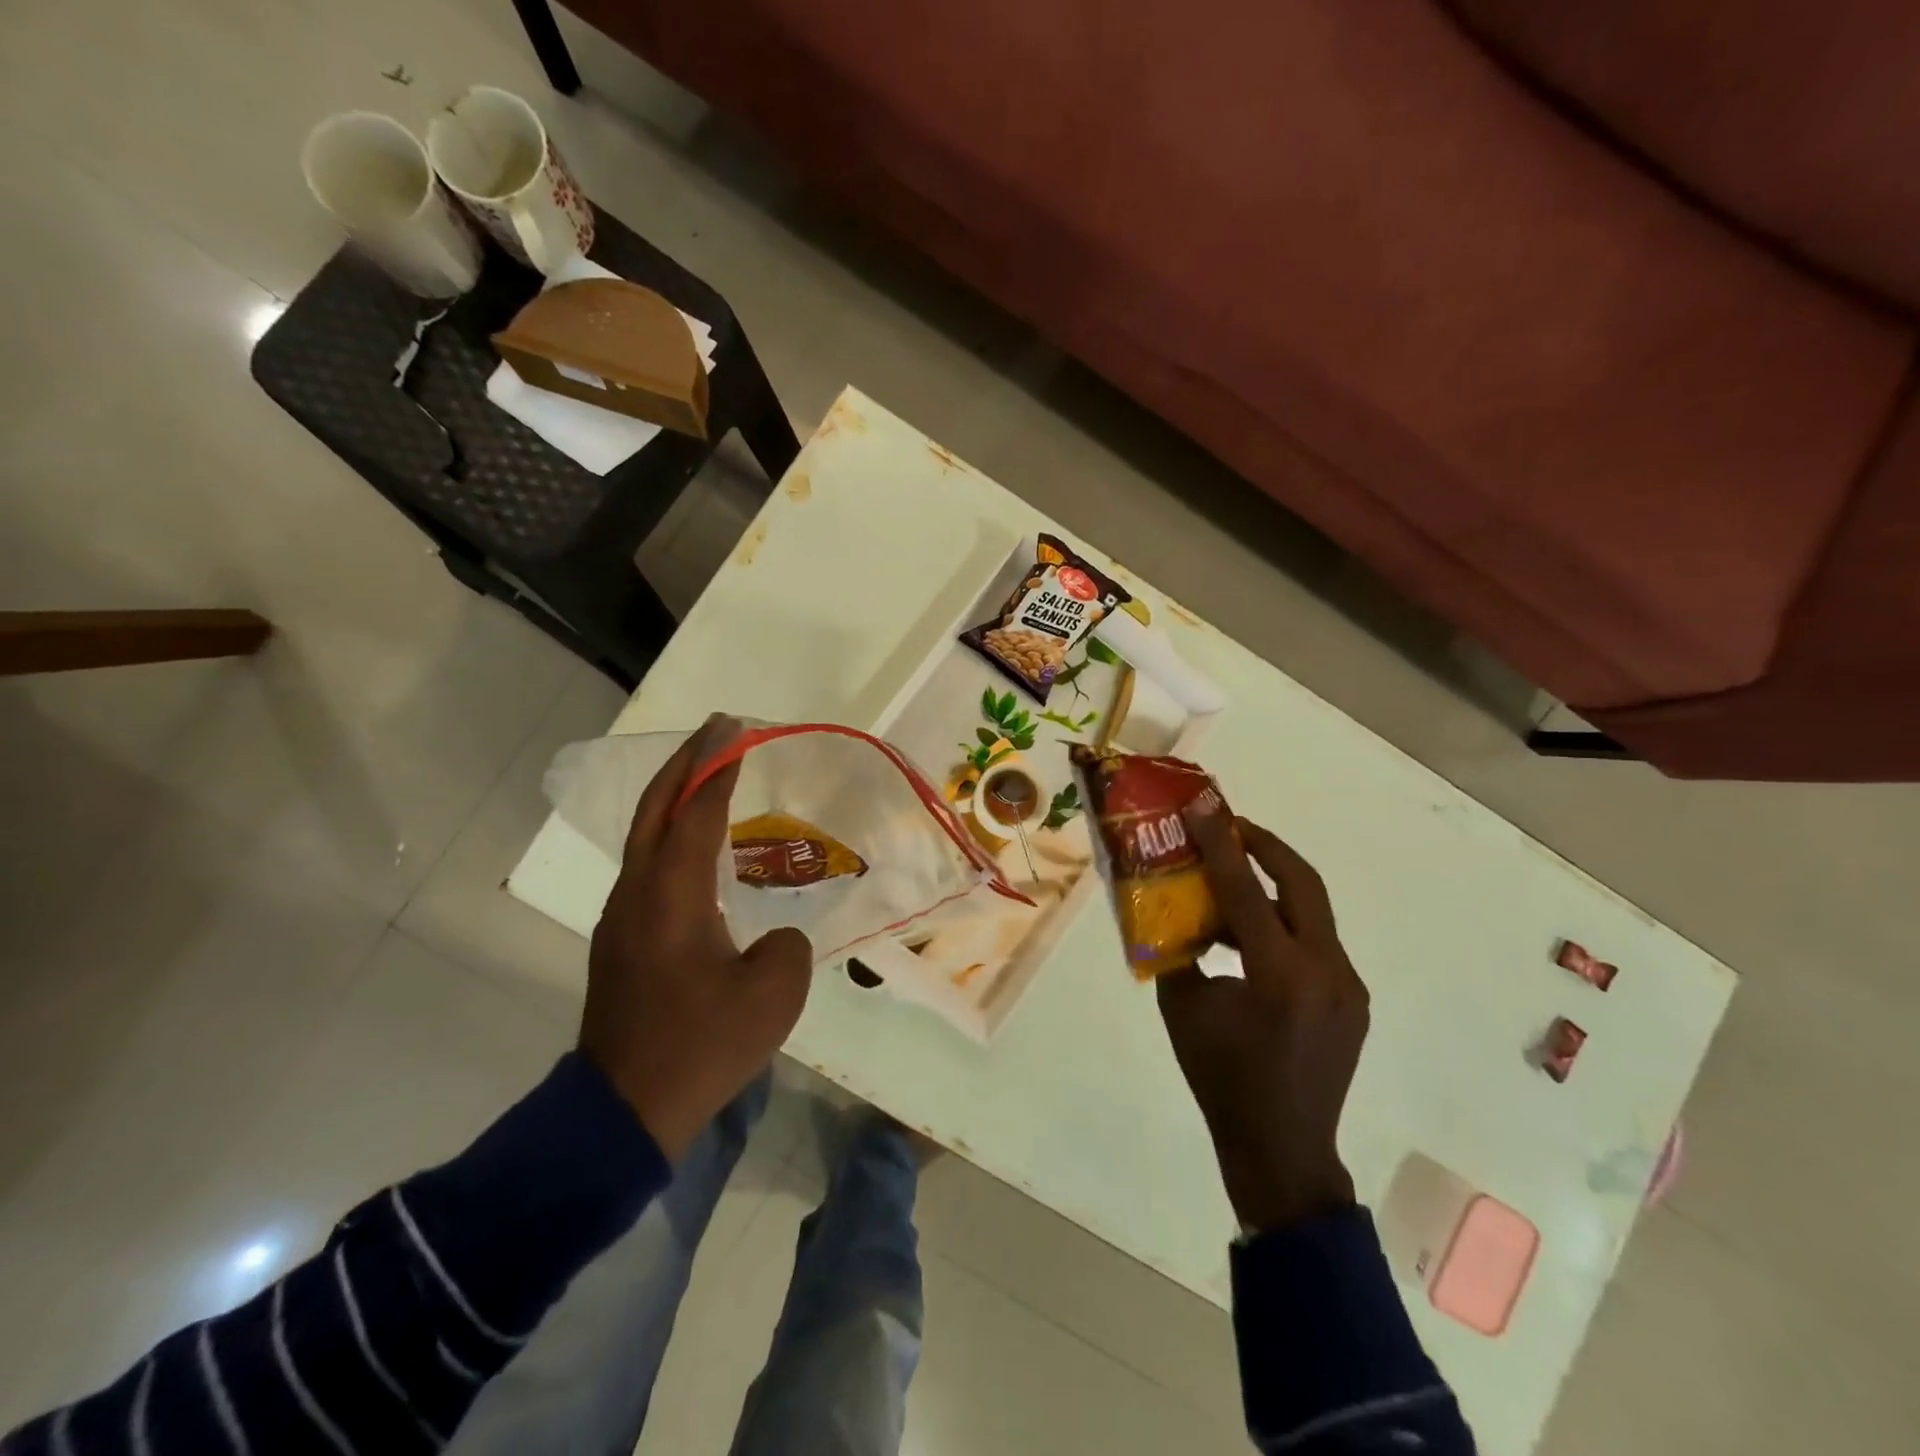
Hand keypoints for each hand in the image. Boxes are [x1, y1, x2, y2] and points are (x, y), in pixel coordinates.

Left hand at [579, 715, 812, 1161]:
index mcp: (671, 897)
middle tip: (718, 731)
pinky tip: (696, 844)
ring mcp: (622, 917)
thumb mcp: (772, 995)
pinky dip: (670, 833)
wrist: (623, 1111)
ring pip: (645, 836)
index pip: (695, 813)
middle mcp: (638, 894)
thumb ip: (785, 945)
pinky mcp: (621, 940)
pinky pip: (647, 865)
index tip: (734, 731)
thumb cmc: (700, 1046)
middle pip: (655, 809)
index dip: (716, 769)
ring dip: (674, 796)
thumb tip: (771, 934)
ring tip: (710, 775)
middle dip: (686, 764)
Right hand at [1156, 803, 1368, 1232]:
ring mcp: (1347, 986)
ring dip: (1272, 885)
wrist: (1281, 1150)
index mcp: (1281, 976)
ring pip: (1312, 912)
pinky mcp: (1351, 999)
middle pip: (1303, 884)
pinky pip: (1314, 943)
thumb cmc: (1221, 1080)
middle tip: (1230, 826)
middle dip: (1266, 846)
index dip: (1221, 845)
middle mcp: (1327, 972)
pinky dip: (1281, 924)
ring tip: (1232, 874)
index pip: (1246, 892)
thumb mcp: (1183, 1009)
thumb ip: (1180, 951)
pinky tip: (1248, 935)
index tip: (1204, 807)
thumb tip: (1169, 909)